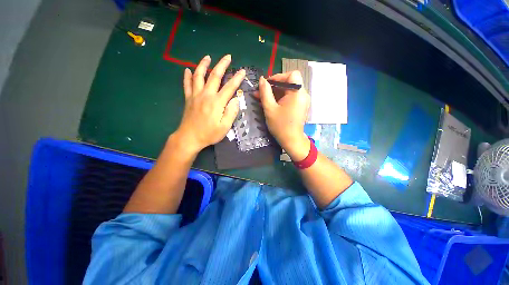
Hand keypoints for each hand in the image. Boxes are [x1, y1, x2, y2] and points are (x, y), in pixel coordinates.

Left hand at [173, 55, 244, 153]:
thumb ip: (231, 112)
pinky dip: (187, 76)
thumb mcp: (225, 127)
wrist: (189, 138)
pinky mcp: (188, 99)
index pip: (229, 87)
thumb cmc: (209, 134)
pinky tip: (187, 69)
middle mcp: (206, 95)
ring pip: (199, 76)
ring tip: (207, 57)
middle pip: (215, 76)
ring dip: (203, 65)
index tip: (243, 71)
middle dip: (222, 65)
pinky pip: (187, 85)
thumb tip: (236, 100)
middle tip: (227, 56)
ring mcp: (195, 96)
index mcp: (217, 102)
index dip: (237, 78)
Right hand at [258, 71, 310, 160]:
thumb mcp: (270, 108)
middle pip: (289, 82)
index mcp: (297, 93)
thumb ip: (265, 92)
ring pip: (288, 90)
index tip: (267, 84)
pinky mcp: (300, 106)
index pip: (291, 75)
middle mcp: (303, 94)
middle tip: (260, 92)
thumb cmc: (280, 126)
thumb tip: (261, 79)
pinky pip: (289, 97)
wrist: (291, 140)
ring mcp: (302, 101)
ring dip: (274, 93)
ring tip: (261, 98)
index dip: (278, 77)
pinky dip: (280, 98)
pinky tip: (269, 103)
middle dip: (273, 86)